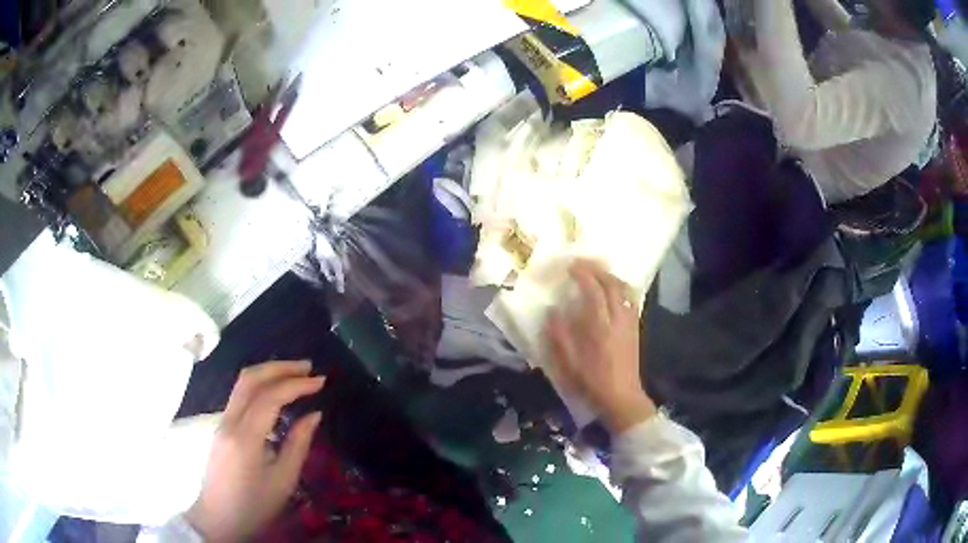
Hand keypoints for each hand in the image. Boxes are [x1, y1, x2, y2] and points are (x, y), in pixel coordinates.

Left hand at [186, 360, 324, 541]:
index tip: (321, 381)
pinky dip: (259, 385)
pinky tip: (275, 393)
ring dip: (269, 372)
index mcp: (245, 437)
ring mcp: (221, 421)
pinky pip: (239, 395)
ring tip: (295, 374)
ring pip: (242, 383)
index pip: (270, 397)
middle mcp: (229, 421)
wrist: (219, 518)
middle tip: (308, 367)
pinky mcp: (220, 426)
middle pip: (250, 379)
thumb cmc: (254, 506)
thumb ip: (298, 445)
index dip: (296, 384)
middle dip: (280, 367)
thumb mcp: (283, 481)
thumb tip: (314, 415)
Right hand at [546, 260, 655, 433]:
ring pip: (624, 289)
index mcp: (599, 325)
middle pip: (612, 284)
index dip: (582, 274)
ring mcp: (629, 322)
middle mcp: (617, 318)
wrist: (621, 397)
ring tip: (597, 273)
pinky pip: (631, 299)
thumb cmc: (591, 381)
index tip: (569, 266)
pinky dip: (621, 288)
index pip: (593, 290)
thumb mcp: (567, 362)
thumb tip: (553, 310)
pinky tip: (613, 291)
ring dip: (610, 276)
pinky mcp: (635, 328)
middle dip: (597, 269)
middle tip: (582, 264)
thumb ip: (559, 334)